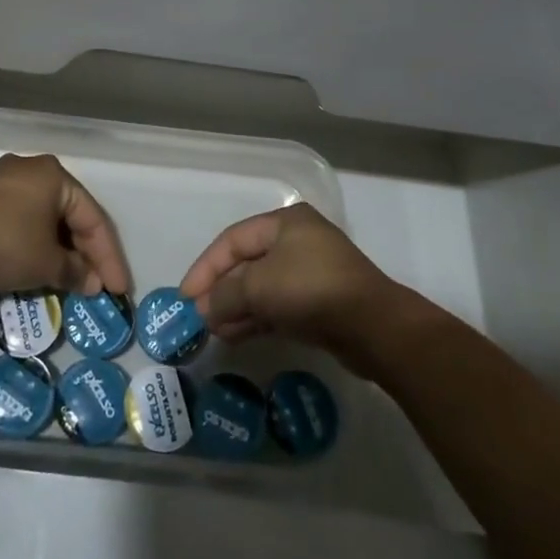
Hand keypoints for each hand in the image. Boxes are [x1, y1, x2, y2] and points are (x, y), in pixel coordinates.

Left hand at [0, 153, 130, 296]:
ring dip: (58, 248)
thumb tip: (91, 282)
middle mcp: (32, 169)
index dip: (109, 257)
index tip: (118, 290)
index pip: (93, 218)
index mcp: (56, 176)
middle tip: (95, 285)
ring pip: (43, 216)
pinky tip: (35, 263)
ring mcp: (3, 180)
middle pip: (69, 214)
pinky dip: (33, 242)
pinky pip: (20, 218)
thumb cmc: (6, 243)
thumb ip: (75, 272)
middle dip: (84, 252)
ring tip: (67, 279)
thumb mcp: (46, 263)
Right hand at [179, 204, 396, 370]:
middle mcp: (297, 241)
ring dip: (236, 308)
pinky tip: (235, 335)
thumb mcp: (259, 287)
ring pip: (262, 287)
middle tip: (198, 317)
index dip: (205, 267)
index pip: (233, 240)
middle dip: (220, 290)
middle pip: (247, 263)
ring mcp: (310, 272)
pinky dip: (255, 318)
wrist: (374, 327)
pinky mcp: (319, 302)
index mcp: (285, 222)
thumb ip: (225, 295)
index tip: (185, 296)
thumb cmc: (311, 290)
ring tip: (213, 331)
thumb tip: (205, 310)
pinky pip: (277, 305)